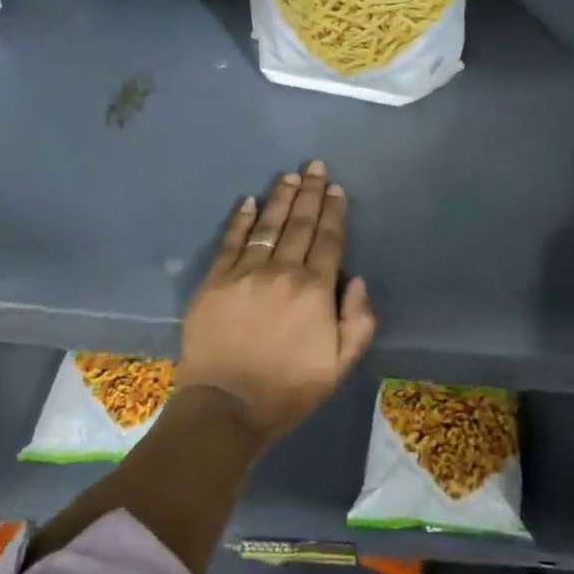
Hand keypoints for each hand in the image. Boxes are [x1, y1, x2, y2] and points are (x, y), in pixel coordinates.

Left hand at [177, 160, 377, 444]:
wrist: (226, 406)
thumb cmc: (289, 388)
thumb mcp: (340, 365)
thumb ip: (358, 321)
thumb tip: (357, 280)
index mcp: (315, 290)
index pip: (328, 240)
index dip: (334, 212)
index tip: (336, 189)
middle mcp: (282, 272)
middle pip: (300, 224)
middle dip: (311, 194)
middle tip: (316, 167)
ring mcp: (245, 274)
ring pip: (268, 227)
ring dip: (281, 199)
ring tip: (291, 176)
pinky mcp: (215, 282)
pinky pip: (231, 243)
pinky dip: (241, 221)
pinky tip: (249, 202)